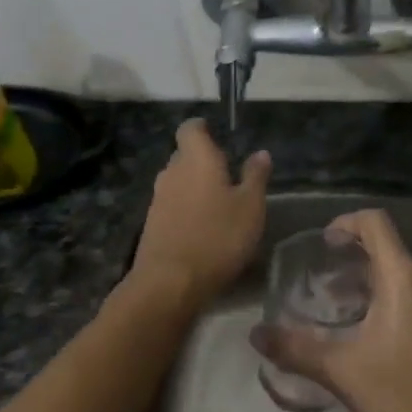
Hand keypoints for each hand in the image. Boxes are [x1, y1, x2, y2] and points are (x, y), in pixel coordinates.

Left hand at [130, 119, 270, 307]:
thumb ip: (256, 177)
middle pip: (184, 155)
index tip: (217, 135)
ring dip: (195, 187)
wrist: (170, 282)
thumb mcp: (251, 207)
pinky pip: (172, 205)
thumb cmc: (218, 237)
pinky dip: (186, 208)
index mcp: (196, 159)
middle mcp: (172, 172)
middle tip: (228, 175)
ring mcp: (158, 198)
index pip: (191, 129)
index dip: (203, 128)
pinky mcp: (152, 223)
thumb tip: (260, 153)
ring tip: (219, 204)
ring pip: (178, 181)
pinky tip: (203, 227)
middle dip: (203, 161)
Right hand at [250, 209, 411, 411]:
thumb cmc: (399, 395)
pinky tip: (385, 337)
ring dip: (379, 286)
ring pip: (410, 277)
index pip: (375, 224)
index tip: (327, 243)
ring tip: (353, 315)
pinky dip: (402, 303)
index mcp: (405, 278)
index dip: (347, 223)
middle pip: (391, 253)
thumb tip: (256, 334)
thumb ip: (294, 347)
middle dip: (357, 264)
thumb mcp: (339, 370)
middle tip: (329, 289)